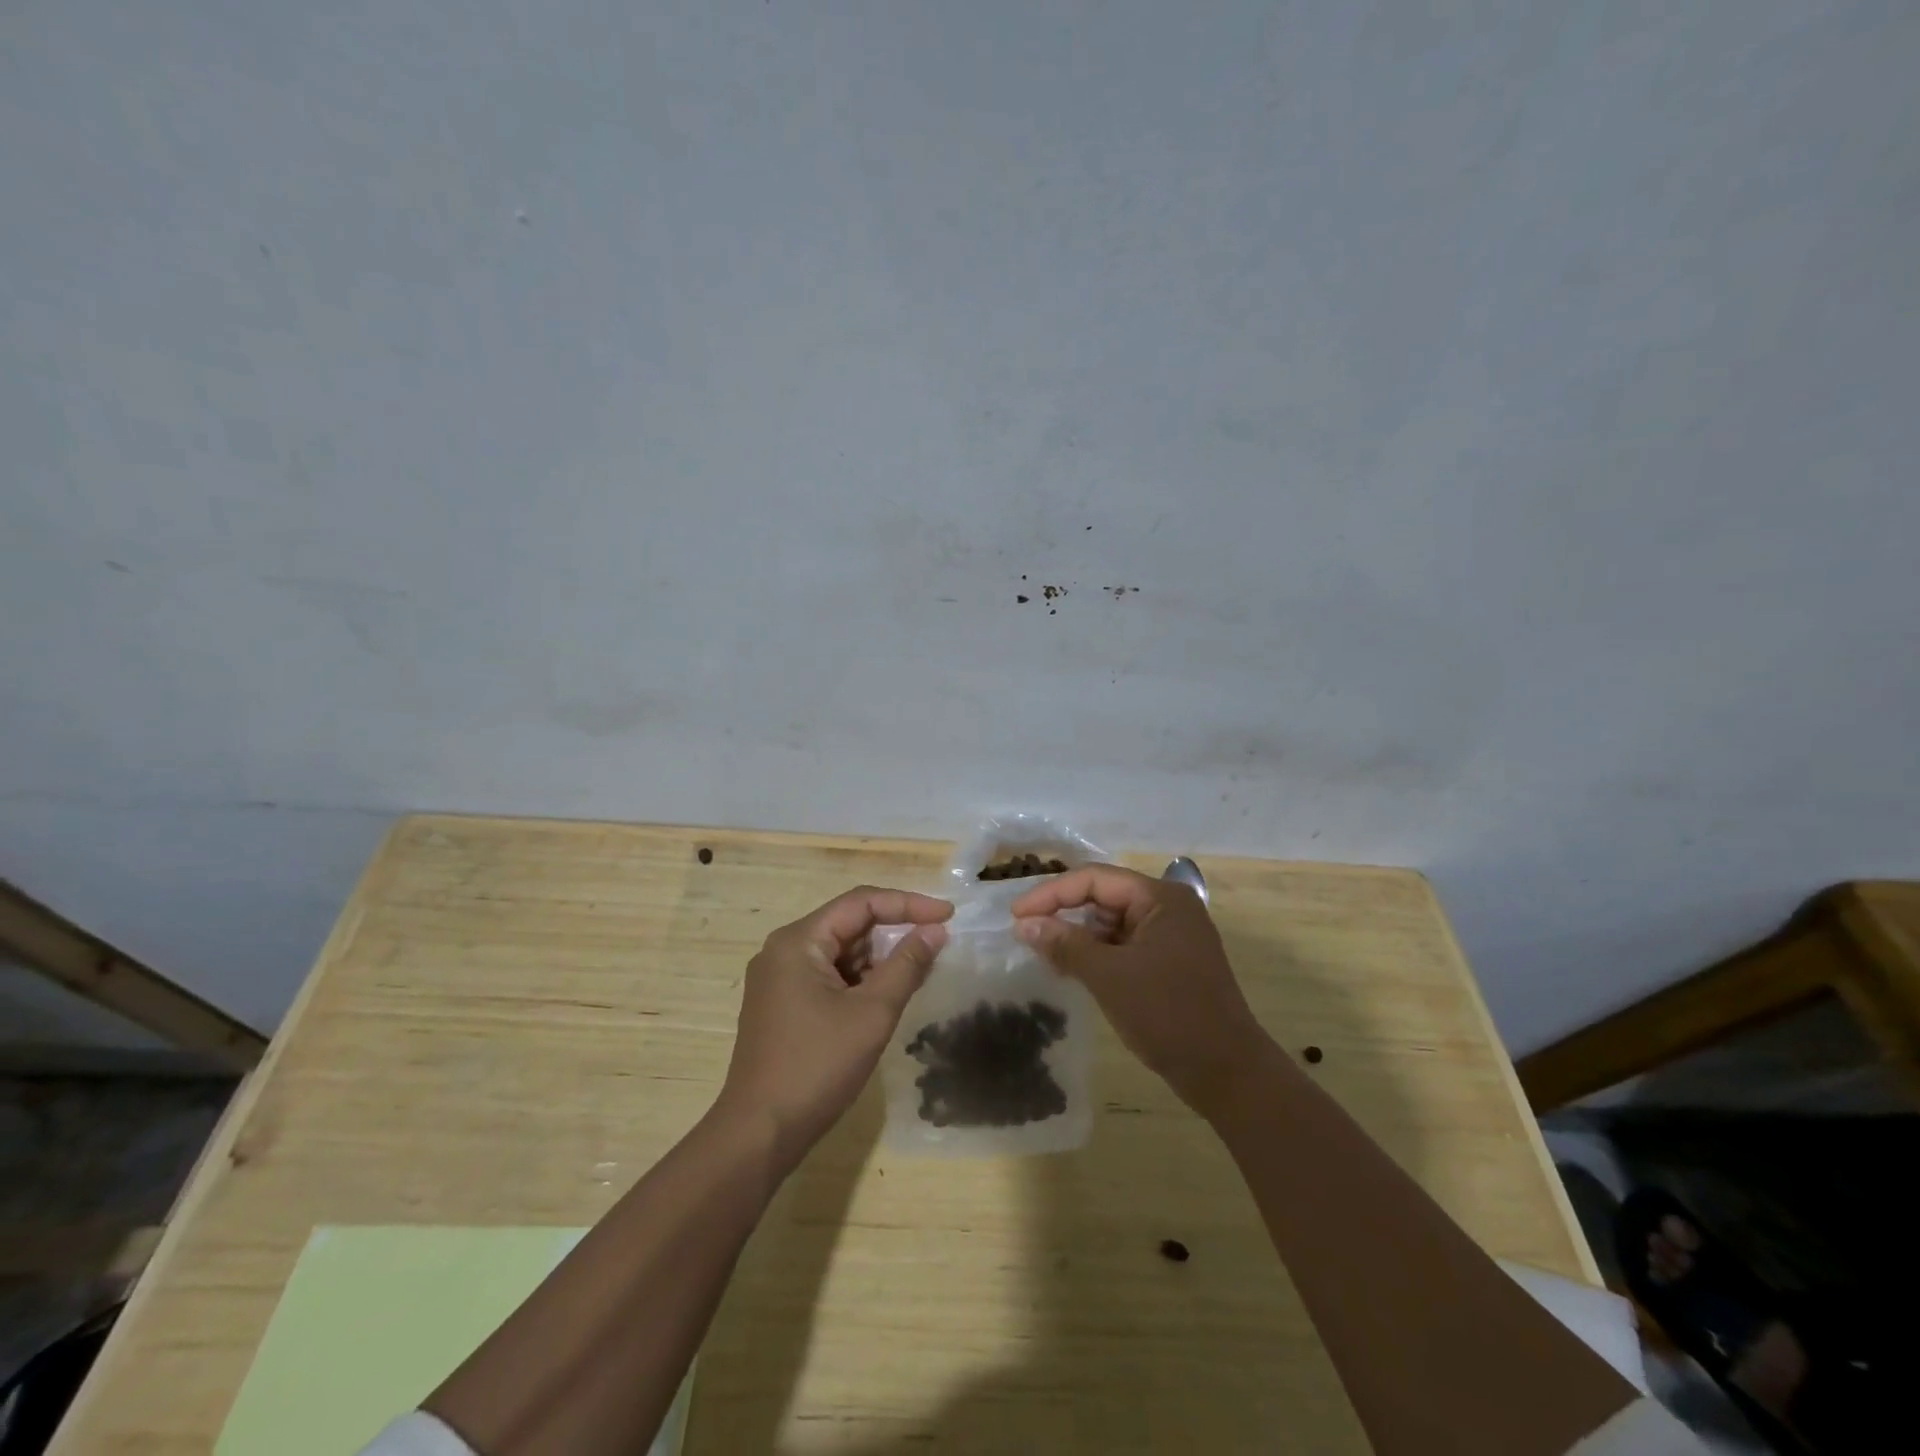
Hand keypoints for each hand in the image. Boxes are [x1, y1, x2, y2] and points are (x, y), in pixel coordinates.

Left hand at [718, 886, 952, 1167]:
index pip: (861, 902)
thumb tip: (936, 930)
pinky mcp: (782, 1004)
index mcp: (798, 941)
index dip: (908, 904)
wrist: (760, 1134)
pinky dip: (860, 979)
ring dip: (879, 958)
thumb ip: (907, 965)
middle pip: (849, 924)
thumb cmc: (817, 1066)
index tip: (948, 916)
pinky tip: (887, 994)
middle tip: (937, 943)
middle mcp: (784, 950)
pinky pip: (829, 975)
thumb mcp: (872, 1013)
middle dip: (894, 931)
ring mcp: (779, 979)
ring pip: (840, 951)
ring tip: (919, 970)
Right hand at [1011, 865, 1268, 1116]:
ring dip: (1078, 936)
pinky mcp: (1168, 963)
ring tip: (1044, 955)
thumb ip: (1065, 944)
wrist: (1227, 1073)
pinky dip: (1096, 955)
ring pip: (1111, 923)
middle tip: (1026, 934)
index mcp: (1160, 898)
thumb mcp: (1110, 977)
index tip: (1016, 916)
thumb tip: (1024, 924)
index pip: (1094, 879)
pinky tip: (1071, 970)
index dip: (1051, 893)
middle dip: (1064, 913)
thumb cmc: (1169, 1014)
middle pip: (1103, 897)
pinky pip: (1123, 946)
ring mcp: (1170, 937)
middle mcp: (1167, 908)